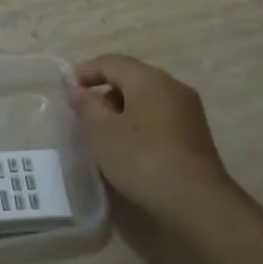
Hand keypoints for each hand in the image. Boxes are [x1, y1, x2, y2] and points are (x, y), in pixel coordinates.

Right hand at [73, 54, 237, 224]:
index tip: (66, 89)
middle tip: (84, 114)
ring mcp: (188, 110)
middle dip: (104, 91)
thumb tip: (76, 87)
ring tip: (104, 133)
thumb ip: (86, 105)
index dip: (86, 72)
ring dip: (122, 108)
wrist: (197, 200)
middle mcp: (173, 87)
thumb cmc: (143, 159)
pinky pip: (159, 115)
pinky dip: (139, 121)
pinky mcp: (195, 133)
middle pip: (132, 78)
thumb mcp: (103, 132)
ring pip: (147, 98)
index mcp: (150, 79)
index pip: (112, 62)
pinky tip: (130, 146)